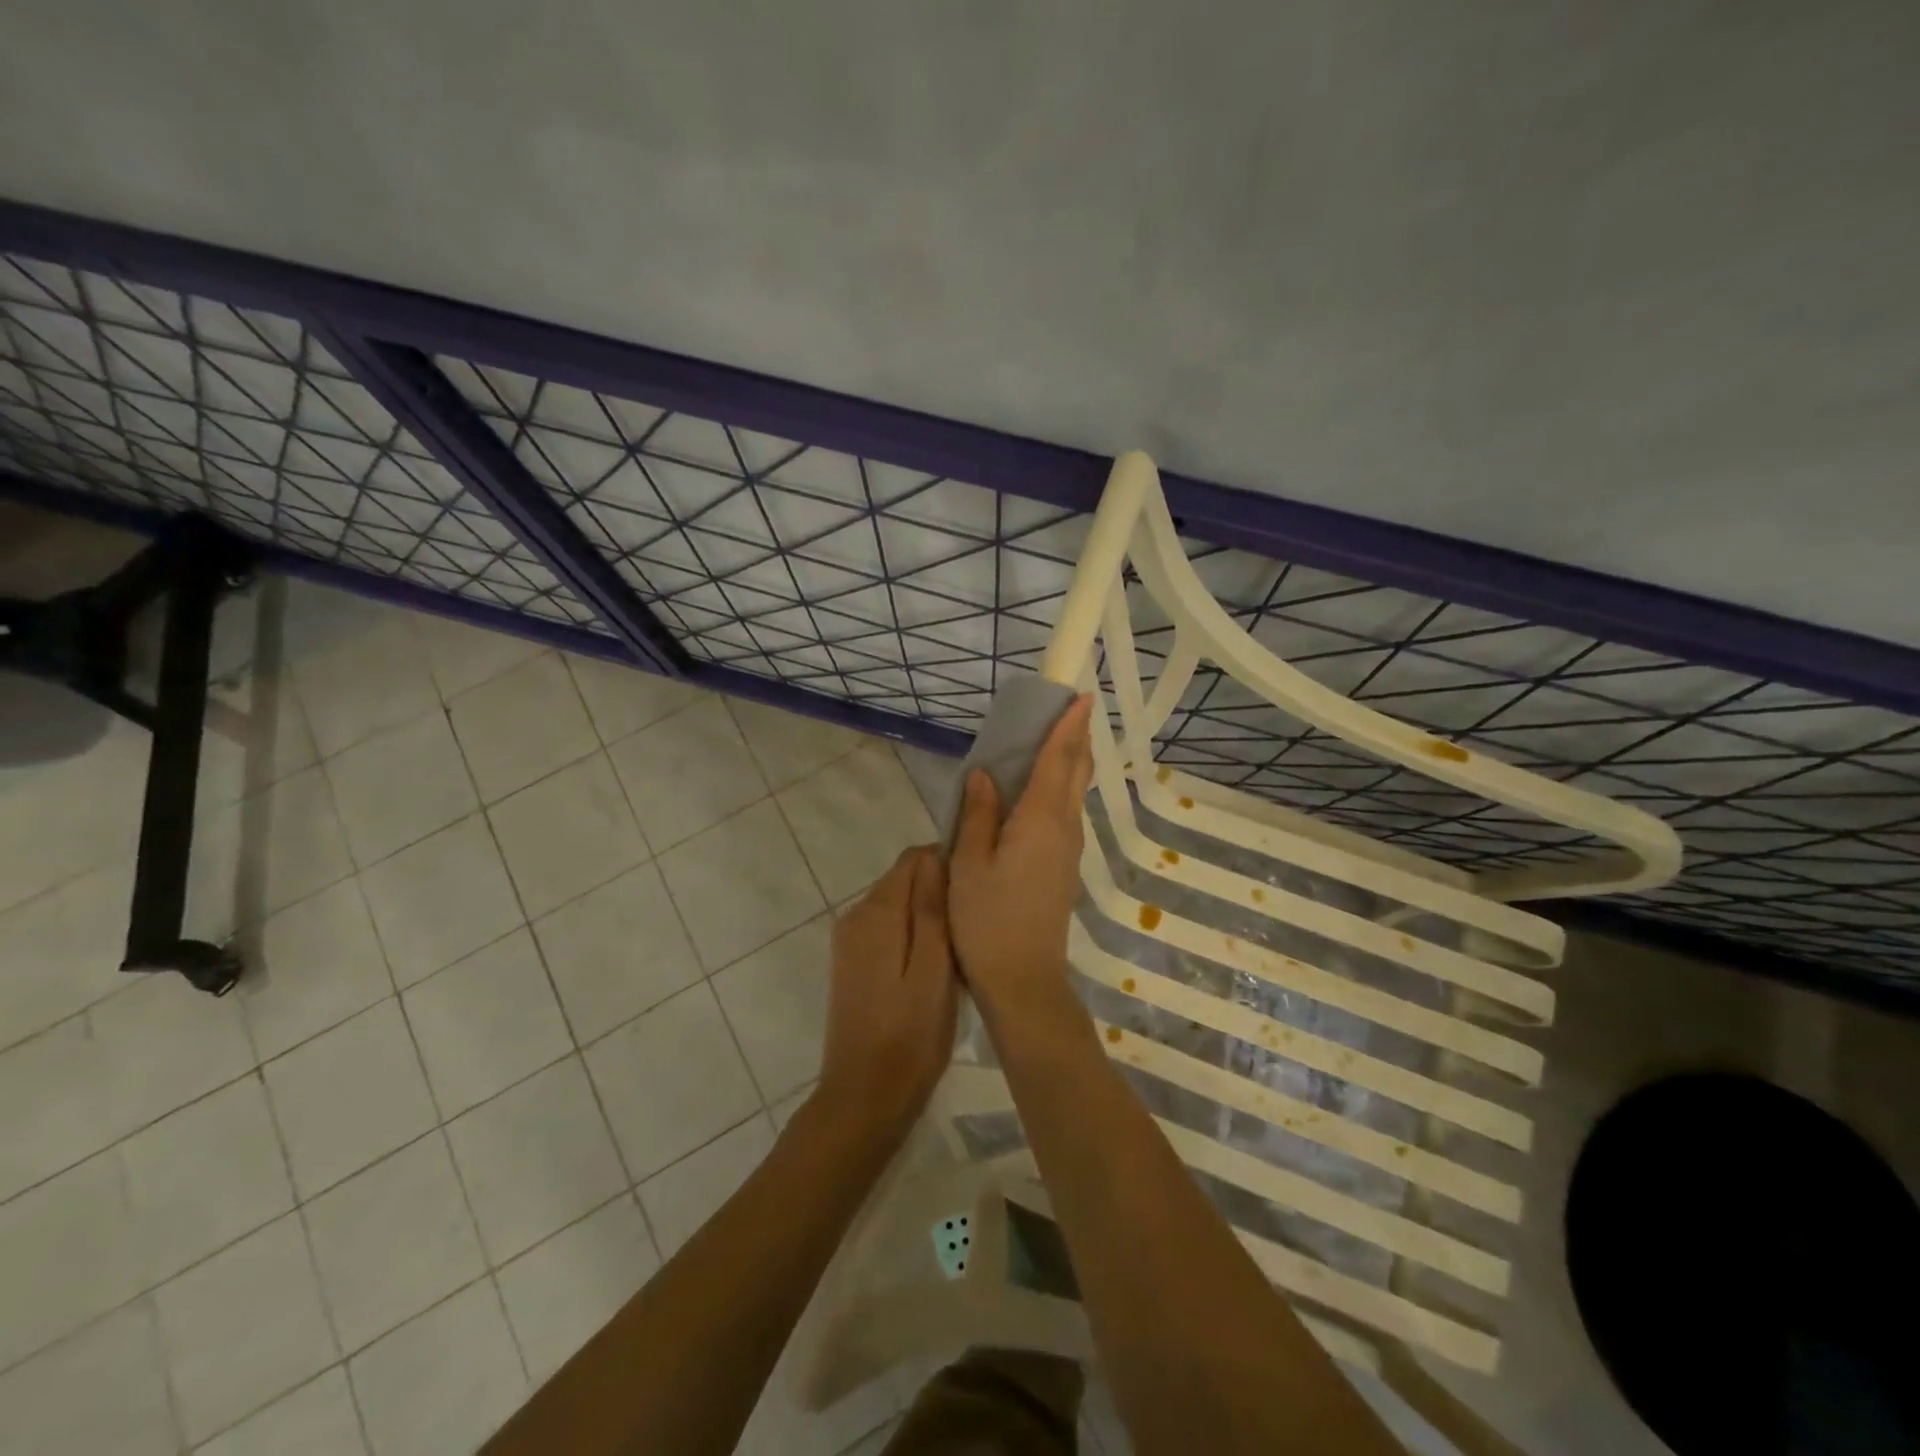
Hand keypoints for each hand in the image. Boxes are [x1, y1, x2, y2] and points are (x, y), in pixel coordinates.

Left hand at [815, 847, 958, 1139]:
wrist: (865, 1097)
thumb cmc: (911, 1033)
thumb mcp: (934, 967)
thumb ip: (931, 907)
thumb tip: (935, 854)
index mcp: (876, 911)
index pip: (913, 858)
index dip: (947, 865)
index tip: (975, 894)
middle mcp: (855, 915)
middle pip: (903, 879)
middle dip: (938, 891)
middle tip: (972, 927)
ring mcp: (849, 941)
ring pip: (897, 905)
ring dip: (926, 915)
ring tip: (958, 949)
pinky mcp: (850, 963)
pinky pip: (886, 929)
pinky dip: (910, 935)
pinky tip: (932, 967)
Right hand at [948, 695, 1094, 1015]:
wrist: (1024, 979)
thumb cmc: (988, 919)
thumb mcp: (969, 863)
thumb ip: (978, 814)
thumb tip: (986, 774)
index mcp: (1040, 819)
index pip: (1059, 759)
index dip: (1069, 725)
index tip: (1081, 696)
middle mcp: (1064, 827)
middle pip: (1076, 772)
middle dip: (1076, 737)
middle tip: (1067, 709)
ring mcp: (1069, 849)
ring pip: (1075, 792)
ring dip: (1070, 761)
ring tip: (1053, 740)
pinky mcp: (1064, 866)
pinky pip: (1066, 812)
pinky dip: (1060, 788)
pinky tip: (1039, 791)